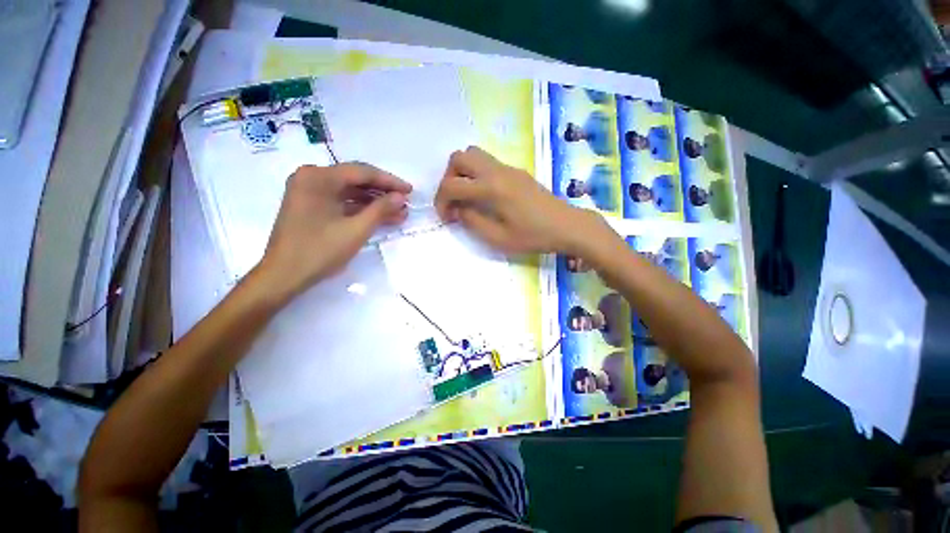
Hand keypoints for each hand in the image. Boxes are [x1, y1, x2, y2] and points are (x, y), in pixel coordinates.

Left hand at [254, 163, 410, 300]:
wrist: (284, 276)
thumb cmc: (320, 250)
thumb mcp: (356, 229)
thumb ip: (380, 209)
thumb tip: (400, 197)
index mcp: (318, 177)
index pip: (362, 172)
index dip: (389, 181)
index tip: (410, 191)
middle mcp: (311, 178)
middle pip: (355, 180)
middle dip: (383, 193)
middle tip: (405, 202)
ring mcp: (309, 192)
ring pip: (350, 192)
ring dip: (374, 202)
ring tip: (399, 213)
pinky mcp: (310, 206)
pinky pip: (341, 202)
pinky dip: (360, 209)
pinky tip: (380, 217)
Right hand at [435, 146, 604, 254]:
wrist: (567, 226)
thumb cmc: (533, 236)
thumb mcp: (498, 238)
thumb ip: (472, 221)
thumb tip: (458, 210)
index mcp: (491, 188)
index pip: (452, 185)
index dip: (441, 201)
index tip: (447, 218)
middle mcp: (497, 171)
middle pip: (458, 158)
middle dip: (448, 179)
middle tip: (455, 202)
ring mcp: (508, 168)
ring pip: (473, 154)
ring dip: (462, 173)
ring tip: (467, 196)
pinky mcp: (516, 171)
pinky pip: (488, 162)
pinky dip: (476, 173)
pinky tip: (485, 195)